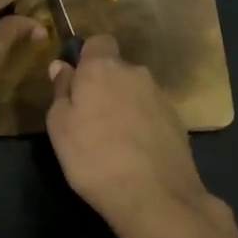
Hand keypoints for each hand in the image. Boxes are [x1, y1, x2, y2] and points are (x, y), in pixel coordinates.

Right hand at [45, 35, 217, 237]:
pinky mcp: (178, 121)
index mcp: (103, 67)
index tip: (76, 82)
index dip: (86, 58)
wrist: (154, 197)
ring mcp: (161, 96)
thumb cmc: (93, 157)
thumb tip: (62, 66)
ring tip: (114, 140)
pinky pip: (151, 113)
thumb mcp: (59, 126)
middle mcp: (135, 73)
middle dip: (105, 85)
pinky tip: (135, 152)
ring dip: (124, 106)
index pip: (98, 41)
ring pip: (135, 91)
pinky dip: (142, 125)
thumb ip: (61, 91)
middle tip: (90, 118)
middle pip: (117, 69)